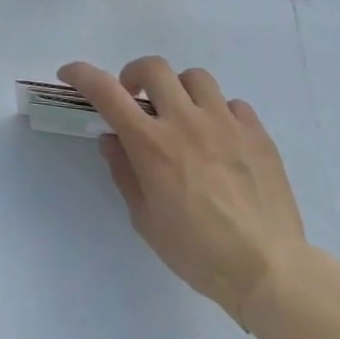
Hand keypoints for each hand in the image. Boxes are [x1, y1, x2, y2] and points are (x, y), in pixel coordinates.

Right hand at [60, 56, 309, 323]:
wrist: (269, 271)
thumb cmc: (198, 253)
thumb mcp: (145, 220)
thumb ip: (125, 173)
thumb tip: (113, 141)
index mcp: (152, 144)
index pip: (106, 91)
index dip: (81, 74)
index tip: (69, 74)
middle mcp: (186, 122)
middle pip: (154, 67)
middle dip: (136, 76)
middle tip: (136, 101)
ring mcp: (225, 123)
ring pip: (196, 77)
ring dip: (180, 90)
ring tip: (183, 117)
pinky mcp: (257, 133)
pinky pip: (233, 104)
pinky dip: (219, 114)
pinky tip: (221, 140)